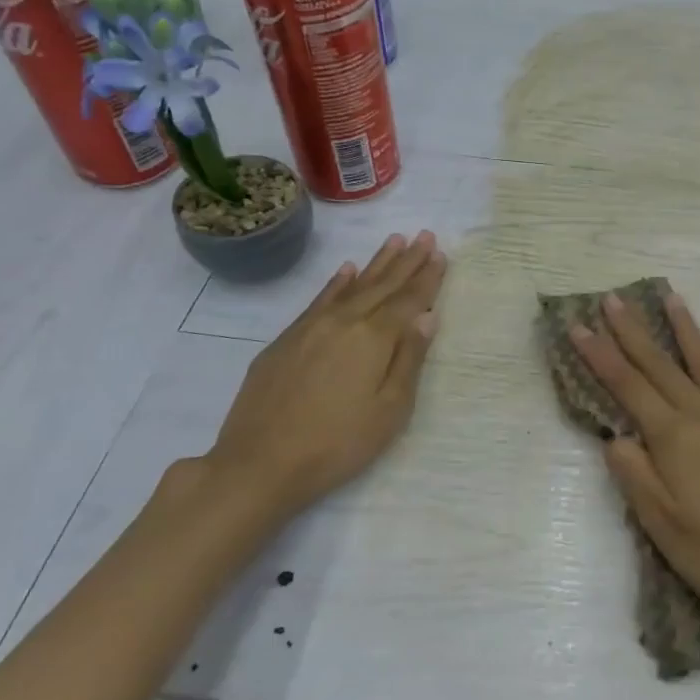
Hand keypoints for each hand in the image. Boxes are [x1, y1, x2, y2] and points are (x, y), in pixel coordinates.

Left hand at [198, 231, 446, 521]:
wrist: (259, 464)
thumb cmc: (337, 444)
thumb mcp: (389, 411)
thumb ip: (409, 359)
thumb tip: (427, 317)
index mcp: (374, 338)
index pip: (409, 300)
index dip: (427, 277)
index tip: (441, 253)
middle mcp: (344, 322)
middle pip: (382, 285)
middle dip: (407, 260)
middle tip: (425, 235)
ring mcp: (310, 328)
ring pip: (351, 286)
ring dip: (376, 263)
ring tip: (394, 241)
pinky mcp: (286, 340)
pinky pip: (319, 299)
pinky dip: (336, 282)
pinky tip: (345, 270)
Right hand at [569, 289, 699, 637]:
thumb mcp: (662, 525)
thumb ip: (635, 475)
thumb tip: (614, 435)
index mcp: (674, 438)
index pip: (628, 386)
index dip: (600, 355)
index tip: (579, 326)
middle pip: (661, 366)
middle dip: (633, 331)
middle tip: (613, 299)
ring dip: (684, 329)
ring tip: (670, 298)